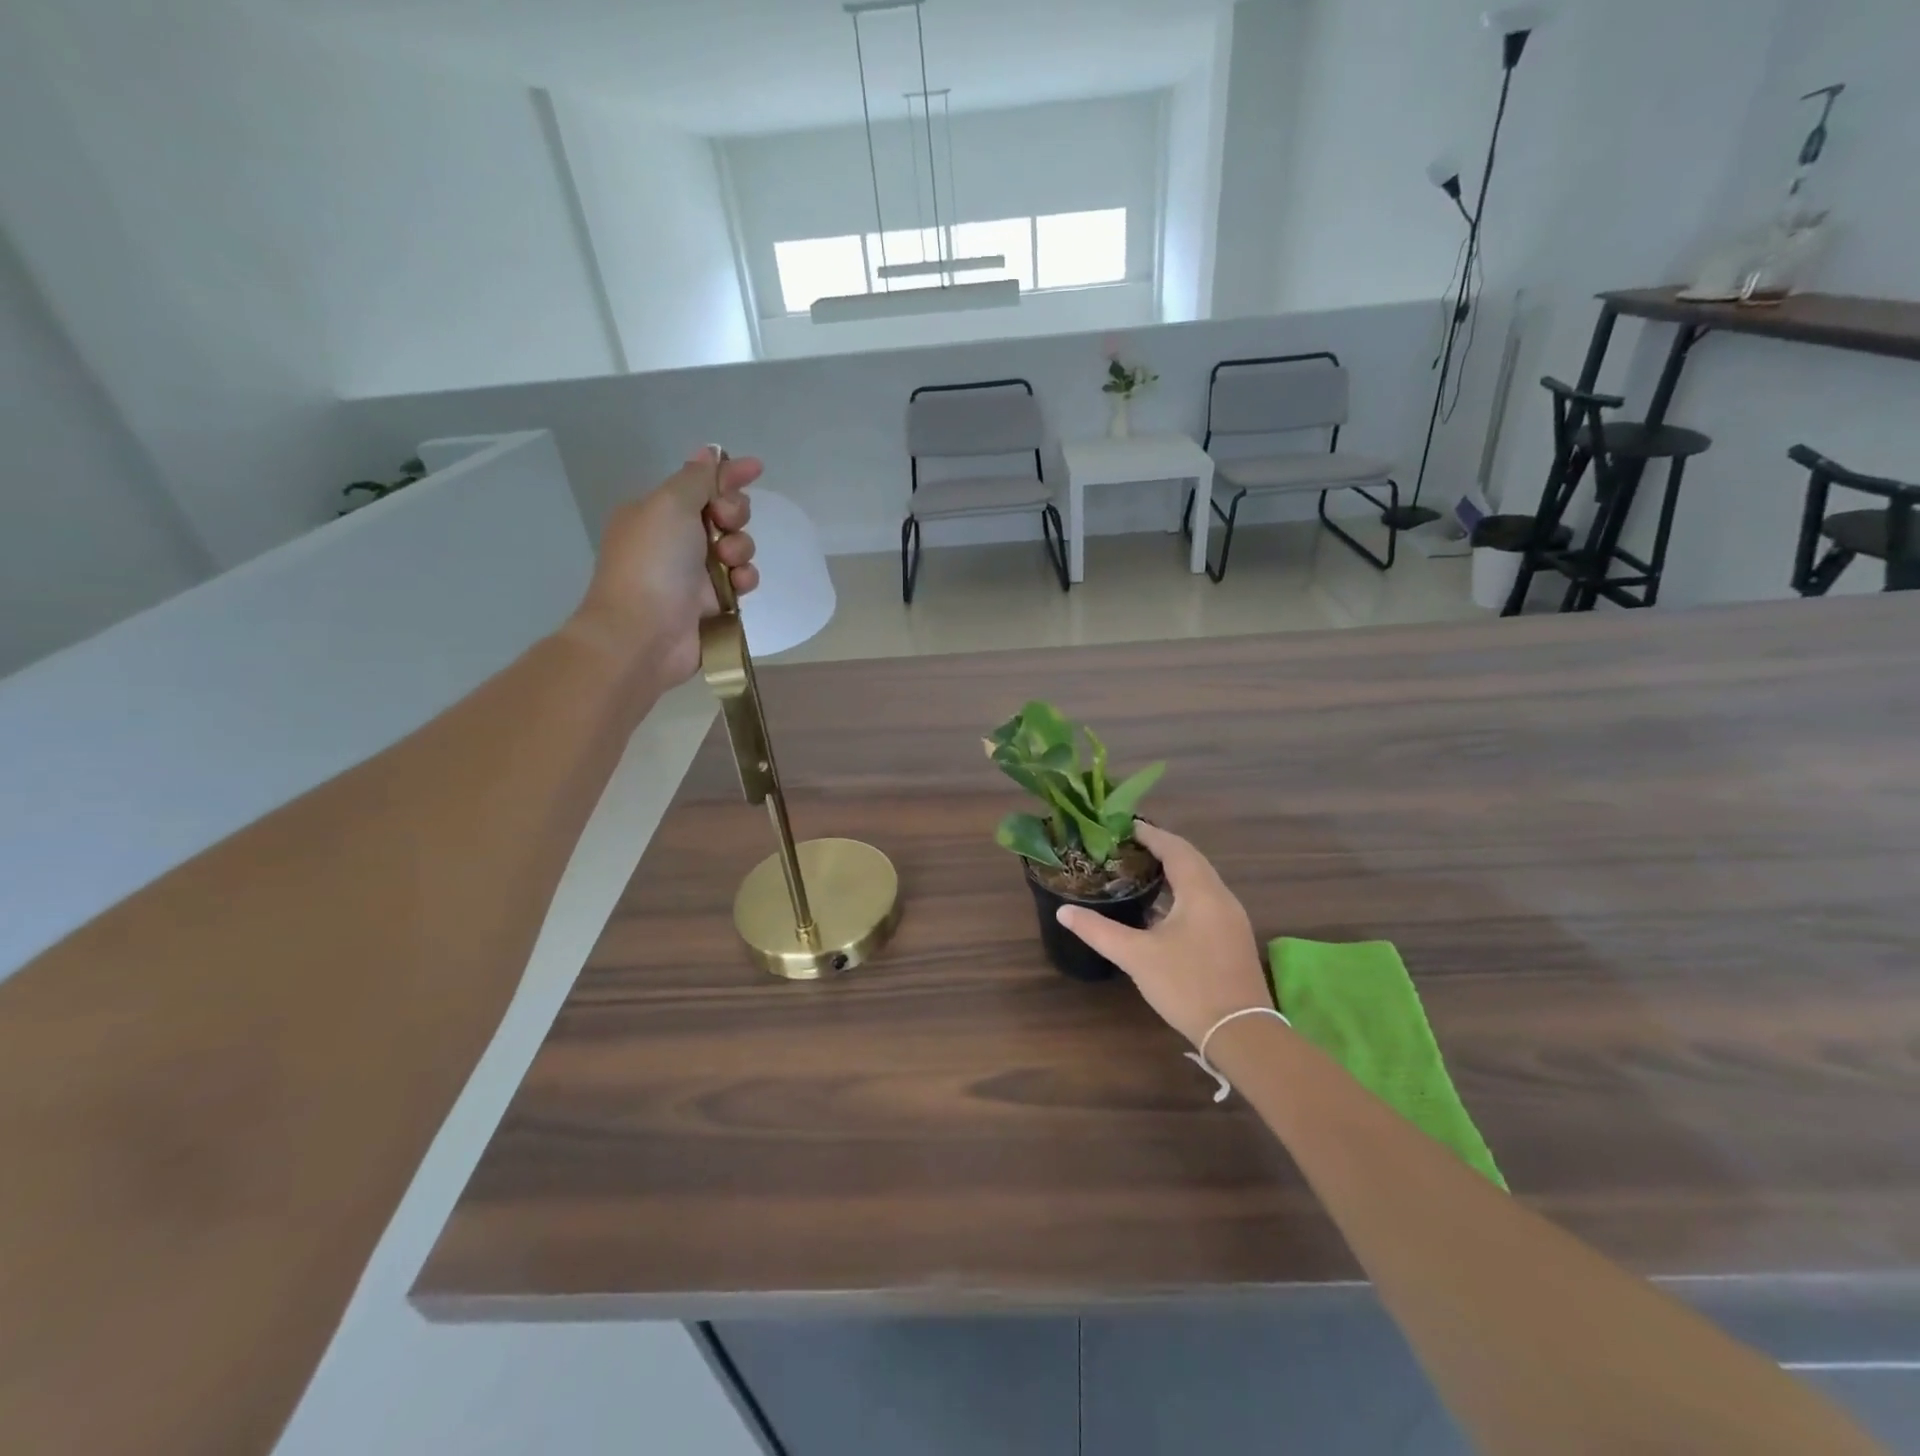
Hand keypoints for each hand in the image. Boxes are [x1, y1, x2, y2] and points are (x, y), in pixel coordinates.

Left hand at [567, 448, 761, 685]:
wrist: (643, 634)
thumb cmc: (652, 563)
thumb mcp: (670, 505)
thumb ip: (696, 479)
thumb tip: (709, 453)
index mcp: (658, 512)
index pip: (700, 483)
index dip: (728, 474)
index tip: (756, 468)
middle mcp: (676, 540)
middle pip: (724, 514)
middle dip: (734, 514)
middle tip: (724, 523)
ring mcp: (694, 574)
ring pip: (737, 548)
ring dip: (741, 549)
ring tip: (728, 563)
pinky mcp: (713, 604)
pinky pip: (742, 581)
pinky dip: (744, 580)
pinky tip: (736, 587)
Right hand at [1056, 822, 1271, 1047]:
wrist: (1241, 1033)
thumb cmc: (1187, 985)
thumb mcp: (1136, 956)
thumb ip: (1098, 930)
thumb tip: (1063, 911)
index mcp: (1201, 891)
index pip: (1175, 848)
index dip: (1150, 834)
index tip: (1123, 826)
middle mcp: (1221, 897)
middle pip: (1190, 860)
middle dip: (1160, 849)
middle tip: (1126, 846)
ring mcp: (1231, 918)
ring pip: (1200, 881)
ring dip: (1172, 871)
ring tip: (1138, 870)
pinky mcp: (1232, 938)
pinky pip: (1205, 900)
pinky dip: (1181, 892)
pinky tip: (1161, 908)